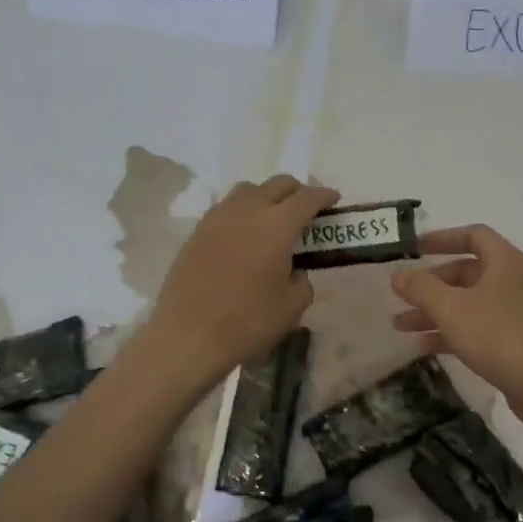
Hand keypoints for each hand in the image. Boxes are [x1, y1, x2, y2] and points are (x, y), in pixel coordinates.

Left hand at [140, 174, 337, 384]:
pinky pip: (226, 208)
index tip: (334, 201)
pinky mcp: (197, 232)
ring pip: (248, 190)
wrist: (188, 337)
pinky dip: (243, 211)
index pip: (307, 198)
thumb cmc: (248, 322)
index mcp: (277, 225)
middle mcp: (247, 211)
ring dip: (266, 196)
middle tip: (306, 209)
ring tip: (273, 219)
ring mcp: (217, 218)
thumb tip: (294, 271)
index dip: (324, 196)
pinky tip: (245, 235)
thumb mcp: (292, 307)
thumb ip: (301, 281)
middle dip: (297, 191)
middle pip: (277, 184)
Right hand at [390, 225, 522, 422]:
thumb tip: (397, 275)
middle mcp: (512, 280)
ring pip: (468, 303)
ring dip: (435, 311)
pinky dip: (451, 332)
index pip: (473, 235)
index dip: (442, 238)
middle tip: (402, 296)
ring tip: (400, 326)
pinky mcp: (515, 340)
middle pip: (466, 272)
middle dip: (431, 284)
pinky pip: (477, 327)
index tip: (414, 249)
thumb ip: (421, 289)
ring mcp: (515, 311)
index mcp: (504, 262)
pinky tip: (423, 347)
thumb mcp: (452, 309)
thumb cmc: (497, 335)